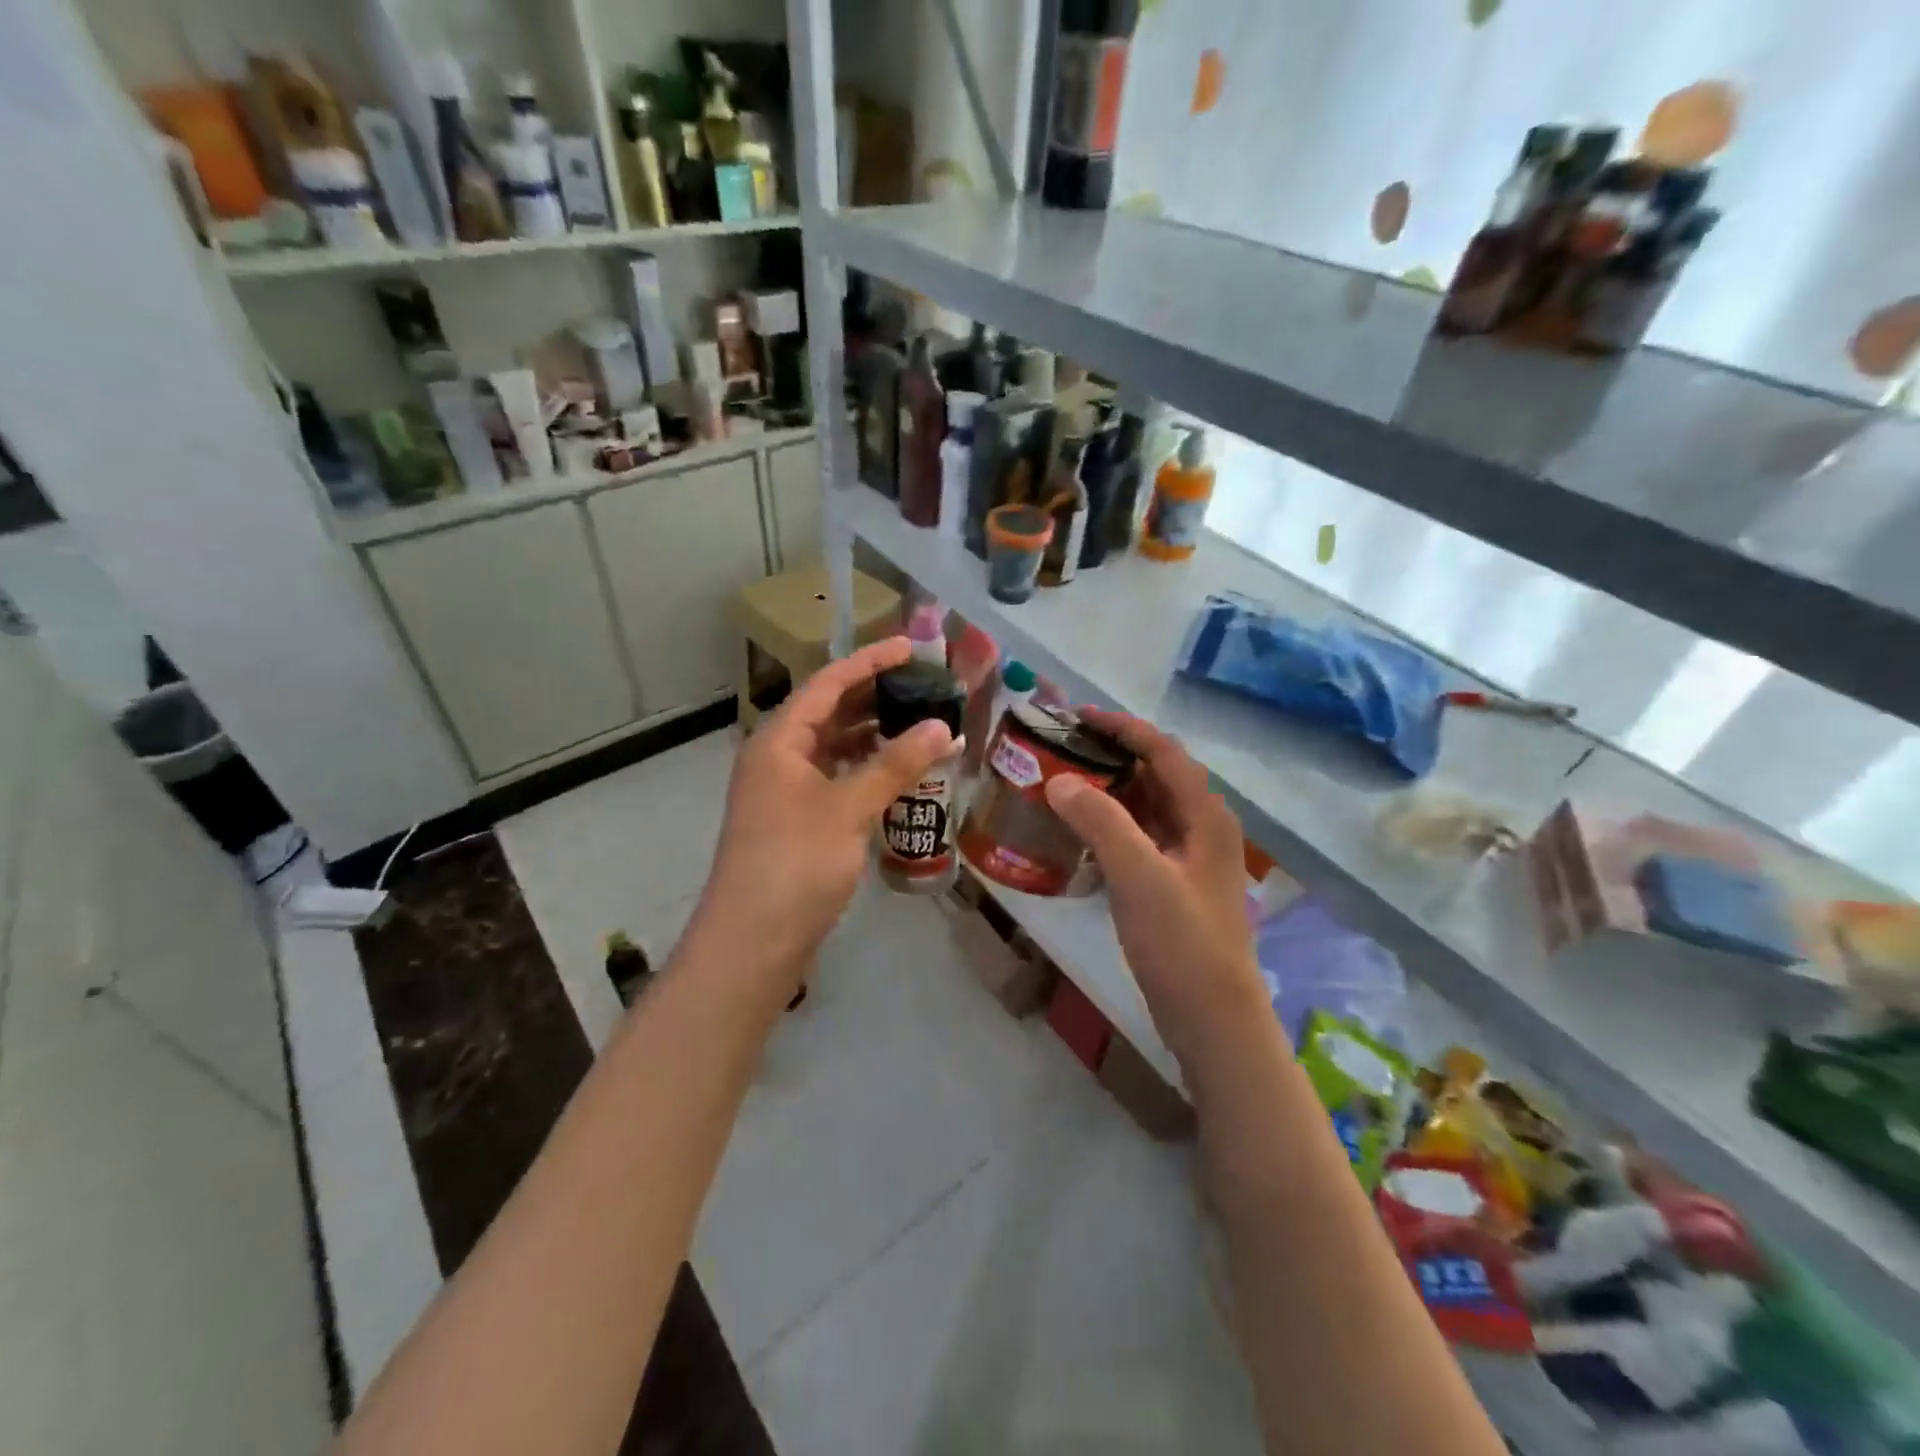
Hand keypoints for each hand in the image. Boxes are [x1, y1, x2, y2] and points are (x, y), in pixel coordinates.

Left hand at [695, 637, 956, 987]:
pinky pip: (837, 779)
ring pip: (835, 747)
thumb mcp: (849, 808)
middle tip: (925, 685)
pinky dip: (867, 770)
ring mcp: (786, 791)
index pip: (828, 683)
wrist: (752, 942)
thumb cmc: (796, 864)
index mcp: (779, 740)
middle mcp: (778, 757)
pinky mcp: (798, 821)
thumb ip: (895, 764)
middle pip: (831, 711)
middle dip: (876, 696)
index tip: (912, 647)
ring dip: (874, 734)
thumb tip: (942, 726)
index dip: (870, 661)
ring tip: (921, 723)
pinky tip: (899, 772)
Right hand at [1043, 709, 1265, 1055]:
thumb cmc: (1182, 942)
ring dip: (1109, 792)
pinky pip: (1141, 839)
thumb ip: (1100, 822)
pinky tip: (1080, 833)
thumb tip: (1059, 780)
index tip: (1076, 716)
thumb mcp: (1139, 876)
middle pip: (1156, 775)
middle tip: (1060, 749)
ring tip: (1062, 784)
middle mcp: (1202, 828)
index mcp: (1205, 815)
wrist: (1213, 1020)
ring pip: (1147, 808)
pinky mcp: (1175, 886)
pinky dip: (1111, 827)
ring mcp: (1190, 859)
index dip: (1122, 727)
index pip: (1163, 750)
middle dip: (1110, 756)